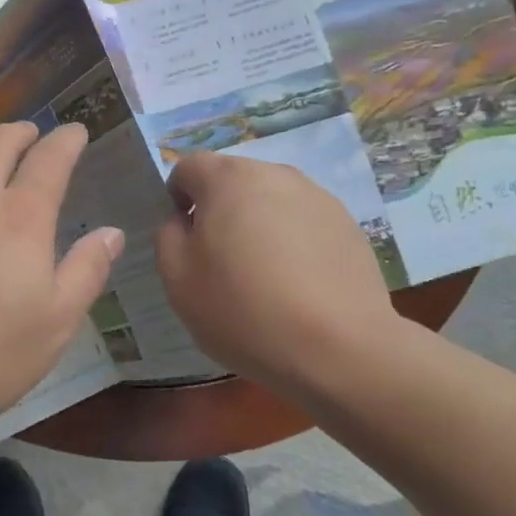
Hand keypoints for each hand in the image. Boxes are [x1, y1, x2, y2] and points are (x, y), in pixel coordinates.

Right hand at [155, 152, 413, 396]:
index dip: (177, 199)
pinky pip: (304, 223)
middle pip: (233, 181)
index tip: (184, 240)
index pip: (188, 167)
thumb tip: (184, 221)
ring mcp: (317, 197)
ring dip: (259, 225)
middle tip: (220, 263)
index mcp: (227, 178)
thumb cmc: (244, 309)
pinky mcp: (348, 224)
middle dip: (220, 211)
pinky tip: (298, 286)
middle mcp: (274, 173)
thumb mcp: (177, 279)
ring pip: (271, 201)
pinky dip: (294, 243)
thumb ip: (168, 236)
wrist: (339, 348)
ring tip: (264, 277)